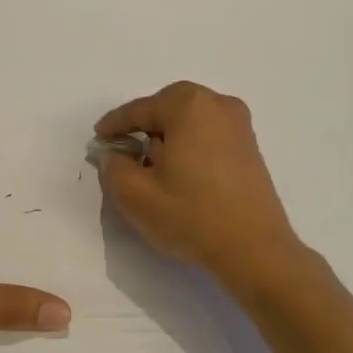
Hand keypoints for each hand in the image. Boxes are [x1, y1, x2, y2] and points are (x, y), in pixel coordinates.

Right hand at [95, 82, 304, 287]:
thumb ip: (112, 166)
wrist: (255, 249)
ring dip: (166, 137)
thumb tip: (112, 152)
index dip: (113, 125)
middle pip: (166, 109)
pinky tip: (179, 172)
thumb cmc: (191, 216)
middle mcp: (217, 104)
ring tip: (150, 166)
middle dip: (143, 127)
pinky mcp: (249, 146)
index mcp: (188, 106)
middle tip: (123, 152)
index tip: (97, 139)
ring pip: (189, 121)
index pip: (138, 110)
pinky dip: (188, 145)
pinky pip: (207, 134)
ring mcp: (239, 124)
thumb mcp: (135, 195)